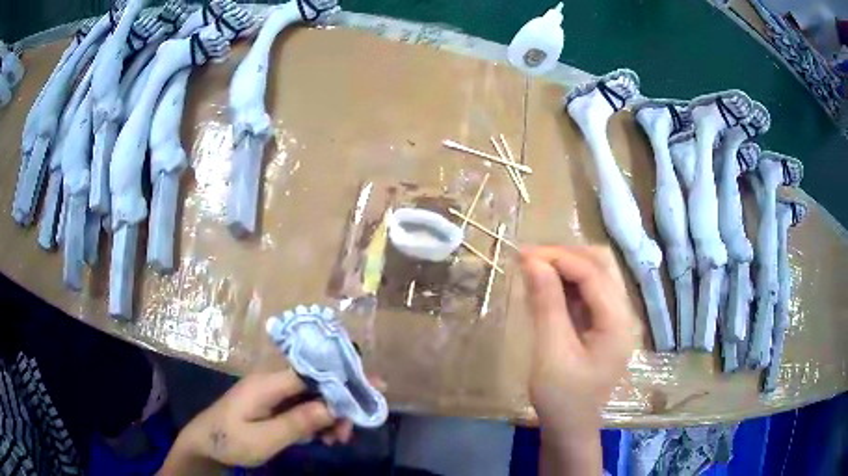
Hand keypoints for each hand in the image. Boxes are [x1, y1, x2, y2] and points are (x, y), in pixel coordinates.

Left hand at [164, 370, 352, 471]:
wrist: (205, 445)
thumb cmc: (229, 440)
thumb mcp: (263, 438)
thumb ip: (296, 422)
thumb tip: (333, 406)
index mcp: (268, 383)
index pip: (312, 371)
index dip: (343, 376)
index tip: (373, 386)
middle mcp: (273, 381)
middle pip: (317, 383)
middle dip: (339, 403)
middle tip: (350, 431)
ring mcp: (274, 393)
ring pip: (314, 397)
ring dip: (330, 416)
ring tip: (337, 440)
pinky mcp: (275, 405)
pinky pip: (304, 407)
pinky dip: (318, 421)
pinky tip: (324, 438)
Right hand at [520, 246, 637, 433]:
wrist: (571, 428)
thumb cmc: (562, 398)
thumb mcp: (551, 353)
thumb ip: (546, 305)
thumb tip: (532, 262)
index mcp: (618, 322)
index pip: (592, 273)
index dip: (558, 258)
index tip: (523, 254)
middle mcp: (624, 314)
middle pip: (601, 265)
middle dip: (565, 256)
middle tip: (529, 260)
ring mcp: (616, 319)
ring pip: (596, 275)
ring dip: (566, 267)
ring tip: (535, 270)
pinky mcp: (604, 325)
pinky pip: (589, 292)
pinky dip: (568, 284)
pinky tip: (547, 288)